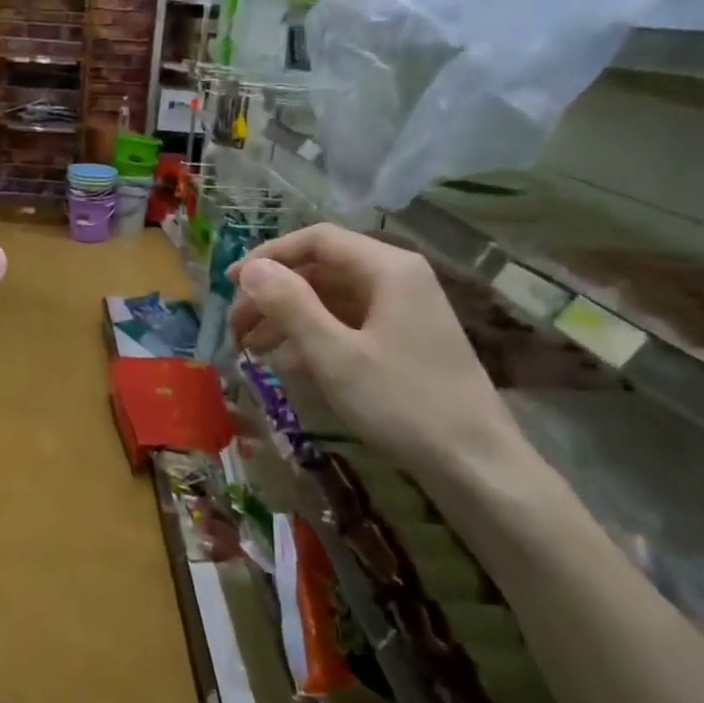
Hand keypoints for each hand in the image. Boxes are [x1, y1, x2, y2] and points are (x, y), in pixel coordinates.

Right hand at [227, 223, 516, 486]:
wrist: (474, 462)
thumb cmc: (401, 401)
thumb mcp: (334, 353)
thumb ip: (289, 304)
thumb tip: (250, 269)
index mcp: (387, 267)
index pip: (317, 240)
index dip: (268, 256)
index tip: (230, 284)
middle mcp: (397, 278)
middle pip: (322, 268)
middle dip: (274, 293)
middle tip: (236, 327)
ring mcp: (403, 310)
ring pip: (332, 298)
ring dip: (289, 317)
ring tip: (250, 348)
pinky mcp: (403, 340)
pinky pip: (348, 324)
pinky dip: (314, 336)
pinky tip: (286, 362)